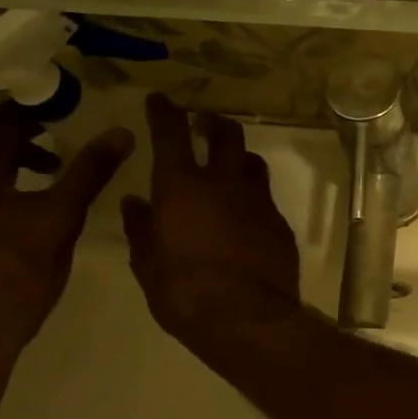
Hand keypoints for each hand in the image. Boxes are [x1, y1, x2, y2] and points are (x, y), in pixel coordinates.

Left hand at [0, 102, 134, 361]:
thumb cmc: (19, 269)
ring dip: (18, 154)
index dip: (44, 108)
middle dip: (32, 131)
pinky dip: (3, 175)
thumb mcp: (61, 215)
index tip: (80, 110)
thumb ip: (90, 170)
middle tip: (74, 133)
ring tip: (57, 164)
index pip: (6, 115)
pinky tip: (32, 192)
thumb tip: (122, 133)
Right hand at [120, 94, 300, 350]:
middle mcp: (225, 183)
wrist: (248, 319)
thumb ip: (141, 229)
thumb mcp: (148, 264)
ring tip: (228, 168)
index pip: (171, 132)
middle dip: (213, 123)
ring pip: (253, 163)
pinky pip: (267, 200)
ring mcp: (259, 202)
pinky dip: (253, 198)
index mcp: (182, 186)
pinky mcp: (281, 225)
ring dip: (238, 159)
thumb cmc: (185, 293)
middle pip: (226, 134)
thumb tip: (135, 202)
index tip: (161, 100)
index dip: (165, 111)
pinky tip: (246, 216)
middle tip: (203, 125)